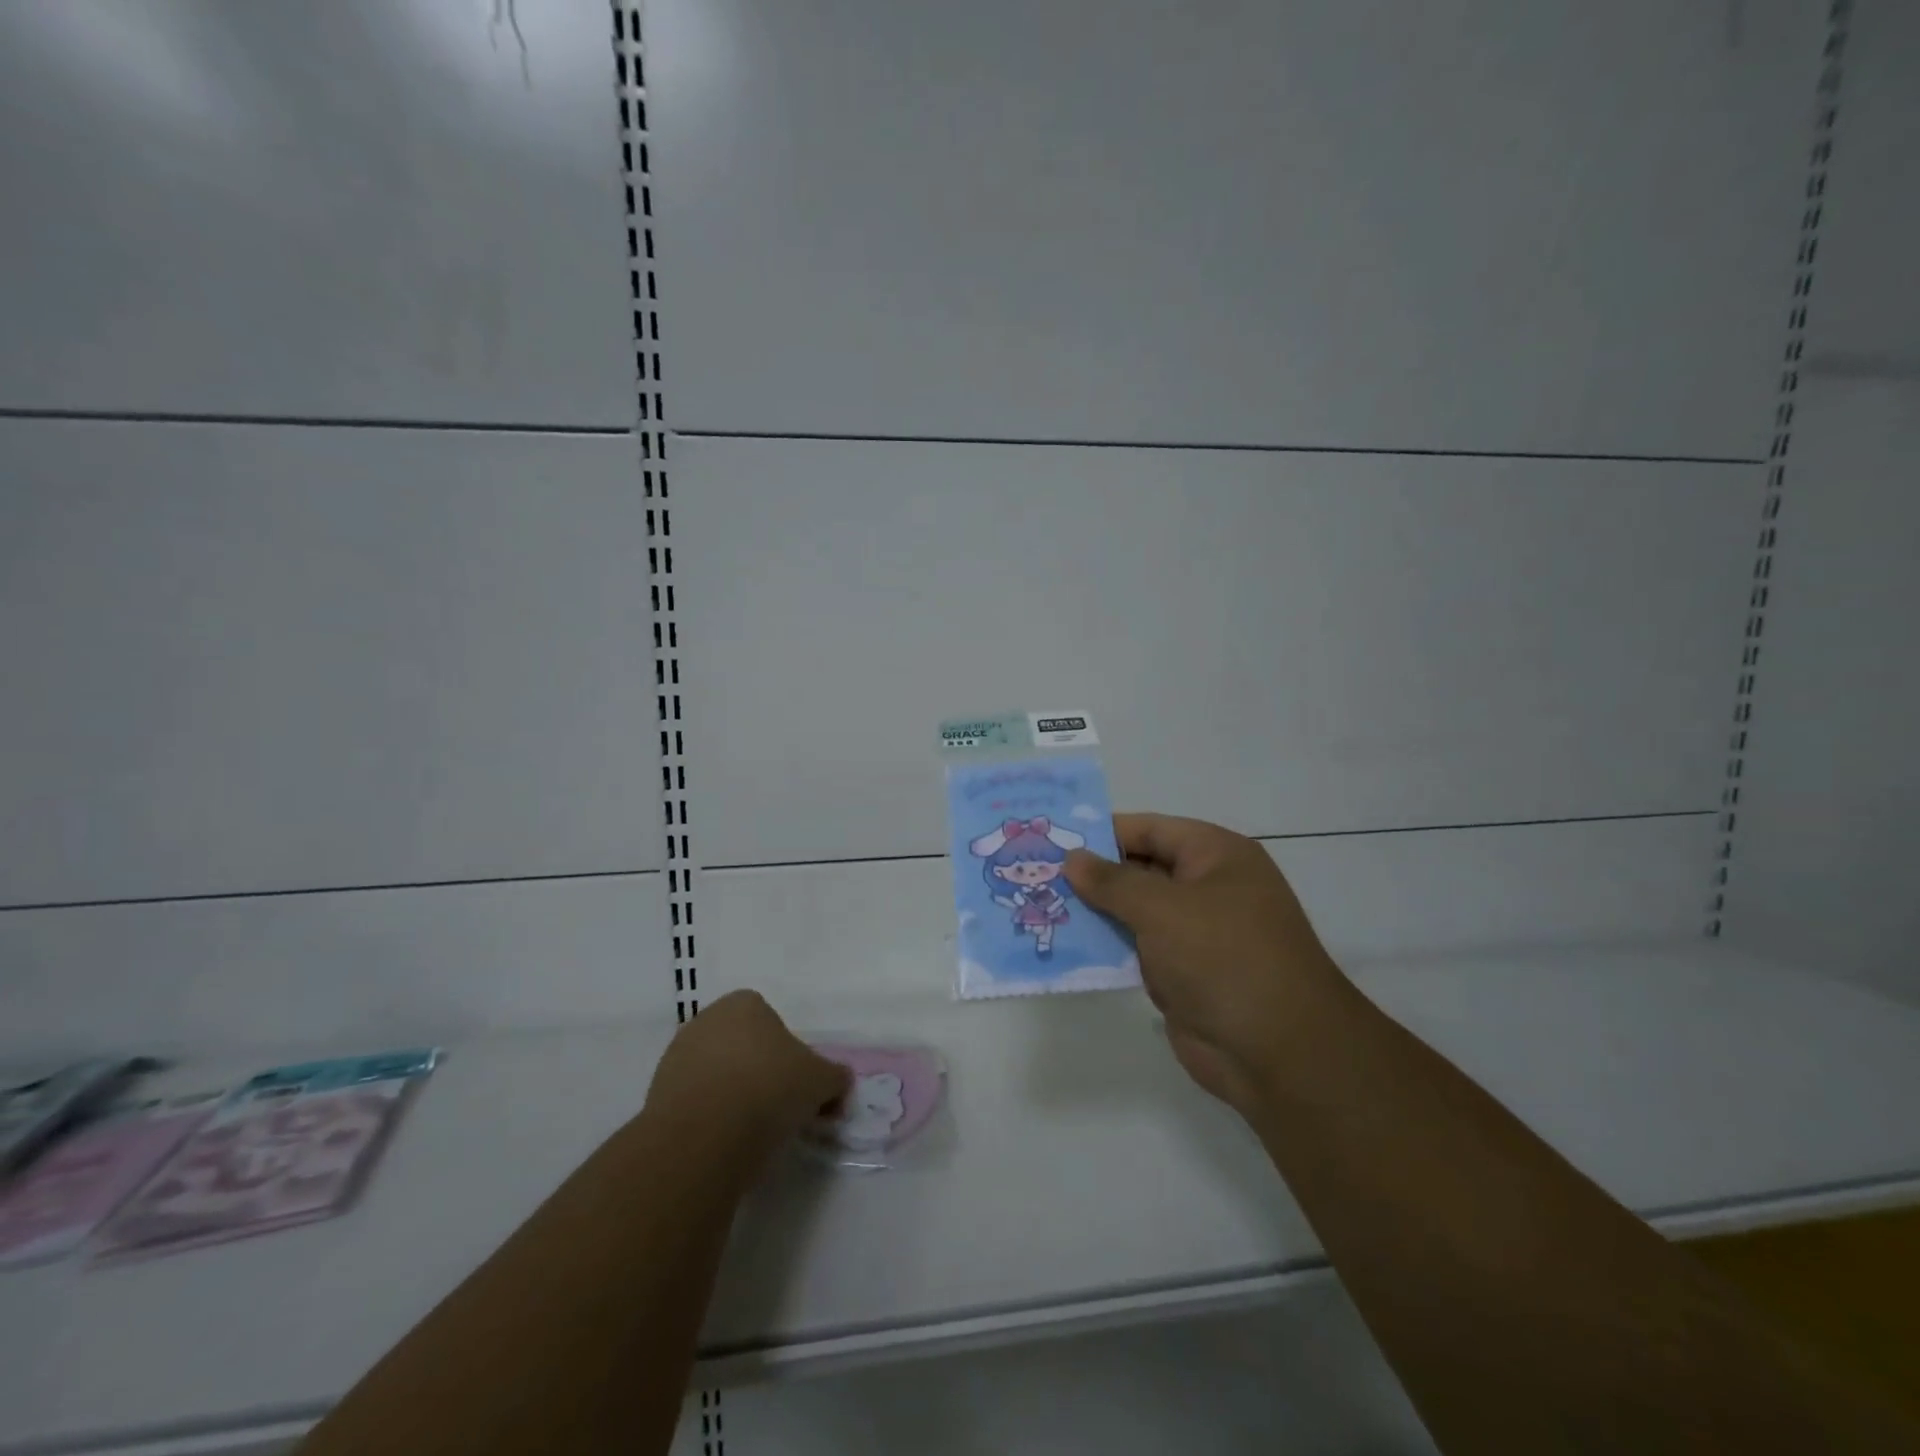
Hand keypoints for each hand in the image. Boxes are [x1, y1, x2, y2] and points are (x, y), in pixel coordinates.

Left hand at [645, 991, 850, 1155]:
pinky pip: (693, 1102)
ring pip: (715, 1074)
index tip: (796, 1085)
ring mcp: (675, 1056)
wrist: (704, 1137)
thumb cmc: (770, 1089)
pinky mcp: (656, 1095)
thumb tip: (840, 1082)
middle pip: (741, 1045)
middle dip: (756, 1071)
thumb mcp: (820, 1081)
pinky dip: (707, 1118)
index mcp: (745, 1003)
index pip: (772, 1021)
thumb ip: (834, 1077)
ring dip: (730, 1094)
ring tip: (748, 1131)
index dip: (787, 1054)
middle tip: (776, 1107)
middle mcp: (706, 1019)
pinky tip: (721, 1142)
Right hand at [1066, 814, 1352, 1114]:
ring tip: (1037, 904)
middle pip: (1139, 868)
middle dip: (1091, 873)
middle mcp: (1207, 887)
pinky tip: (1064, 944)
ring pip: (1133, 911)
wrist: (1278, 1051)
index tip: (1053, 837)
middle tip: (1035, 872)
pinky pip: (1136, 948)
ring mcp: (1195, 932)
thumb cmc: (1224, 957)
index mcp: (1215, 855)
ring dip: (1094, 912)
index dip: (1102, 831)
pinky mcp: (1183, 972)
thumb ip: (1113, 881)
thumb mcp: (1163, 908)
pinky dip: (1106, 946)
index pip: (1149, 829)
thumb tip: (1073, 858)